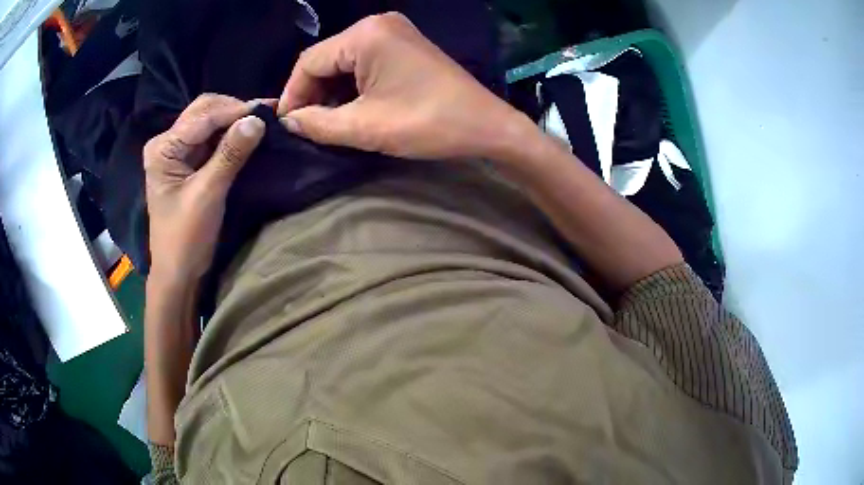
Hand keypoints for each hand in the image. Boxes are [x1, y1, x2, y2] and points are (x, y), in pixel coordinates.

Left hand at [144, 94, 265, 284]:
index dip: (236, 110)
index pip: (203, 117)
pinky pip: (211, 139)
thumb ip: (230, 154)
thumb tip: (258, 119)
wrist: (178, 272)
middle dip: (234, 110)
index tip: (269, 109)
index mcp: (163, 148)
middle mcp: (167, 143)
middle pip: (204, 111)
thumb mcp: (208, 194)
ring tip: (262, 121)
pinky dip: (230, 135)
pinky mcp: (187, 163)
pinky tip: (248, 134)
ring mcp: (177, 152)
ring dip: (234, 120)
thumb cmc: (186, 237)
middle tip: (266, 113)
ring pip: (209, 122)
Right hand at [277, 13, 532, 160]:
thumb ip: (318, 123)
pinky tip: (349, 108)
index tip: (287, 125)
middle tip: (306, 127)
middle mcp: (377, 24)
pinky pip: (364, 62)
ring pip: (343, 62)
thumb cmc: (428, 123)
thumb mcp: (366, 127)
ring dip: (331, 92)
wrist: (487, 126)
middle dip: (312, 93)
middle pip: (326, 59)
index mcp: (366, 35)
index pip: (309, 61)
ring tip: (325, 122)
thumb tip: (289, 121)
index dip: (292, 94)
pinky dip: (352, 86)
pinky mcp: (404, 45)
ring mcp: (394, 32)